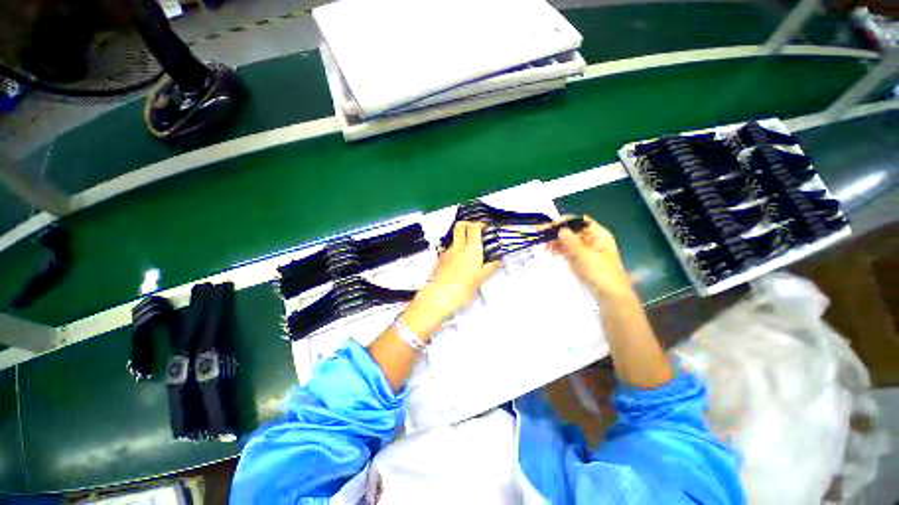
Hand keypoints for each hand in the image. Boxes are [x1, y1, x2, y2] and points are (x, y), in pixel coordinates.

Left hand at [402, 222, 499, 336]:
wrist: (439, 296)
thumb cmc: (463, 288)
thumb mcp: (481, 279)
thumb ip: (490, 268)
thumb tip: (498, 261)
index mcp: (471, 248)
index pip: (474, 227)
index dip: (480, 224)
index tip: (485, 228)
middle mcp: (458, 246)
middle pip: (460, 226)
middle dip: (468, 224)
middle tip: (475, 230)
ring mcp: (447, 252)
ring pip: (454, 238)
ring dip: (461, 239)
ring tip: (468, 251)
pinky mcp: (439, 259)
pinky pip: (449, 250)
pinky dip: (455, 251)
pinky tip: (458, 263)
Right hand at [548, 215, 633, 300]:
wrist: (609, 295)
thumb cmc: (601, 273)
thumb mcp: (585, 256)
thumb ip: (571, 241)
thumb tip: (560, 229)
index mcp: (598, 234)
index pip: (580, 221)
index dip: (566, 221)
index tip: (551, 225)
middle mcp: (591, 239)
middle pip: (572, 230)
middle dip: (557, 231)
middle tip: (541, 232)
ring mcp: (585, 250)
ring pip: (568, 240)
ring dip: (556, 240)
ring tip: (544, 244)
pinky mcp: (579, 260)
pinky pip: (567, 250)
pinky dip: (558, 249)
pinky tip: (550, 251)